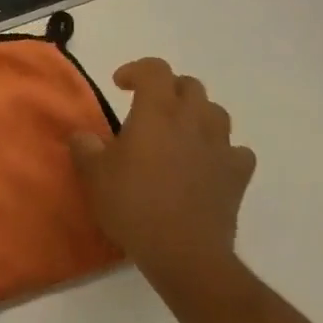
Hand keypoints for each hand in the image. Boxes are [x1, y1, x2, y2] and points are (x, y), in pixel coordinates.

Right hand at [68, 58, 255, 303]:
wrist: (185, 253)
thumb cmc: (134, 206)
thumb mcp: (94, 176)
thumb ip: (85, 148)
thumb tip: (83, 136)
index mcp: (157, 111)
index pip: (155, 69)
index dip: (136, 70)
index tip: (119, 86)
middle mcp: (193, 120)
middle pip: (189, 85)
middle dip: (168, 89)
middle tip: (148, 108)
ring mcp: (221, 147)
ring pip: (216, 113)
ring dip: (197, 115)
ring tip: (178, 133)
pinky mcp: (238, 175)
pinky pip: (236, 151)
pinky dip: (222, 151)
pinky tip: (207, 164)